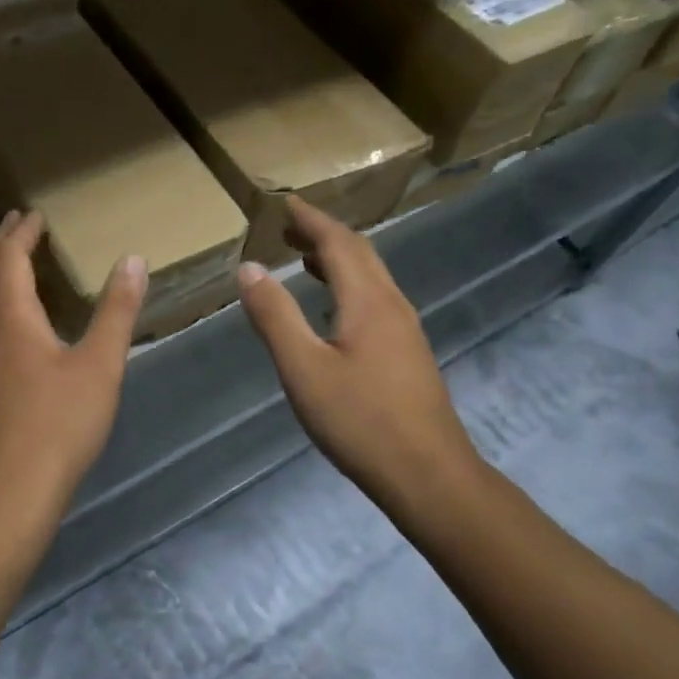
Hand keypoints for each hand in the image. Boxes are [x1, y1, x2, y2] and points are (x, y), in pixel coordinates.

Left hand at [0, 210, 145, 541]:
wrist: (7, 495)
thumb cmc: (58, 425)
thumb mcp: (100, 366)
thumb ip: (116, 311)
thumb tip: (133, 260)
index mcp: (9, 317)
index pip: (8, 257)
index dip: (21, 232)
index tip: (36, 213)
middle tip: (16, 224)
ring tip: (6, 263)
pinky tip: (1, 323)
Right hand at [236, 197, 482, 519]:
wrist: (429, 475)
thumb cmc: (360, 421)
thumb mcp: (303, 368)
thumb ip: (275, 316)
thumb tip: (249, 267)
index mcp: (367, 301)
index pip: (339, 242)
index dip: (311, 220)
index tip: (285, 204)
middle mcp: (392, 304)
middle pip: (360, 253)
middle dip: (324, 235)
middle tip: (289, 229)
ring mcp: (405, 330)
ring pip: (371, 277)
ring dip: (338, 260)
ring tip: (304, 260)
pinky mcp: (408, 353)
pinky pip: (376, 299)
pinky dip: (349, 286)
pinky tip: (334, 309)